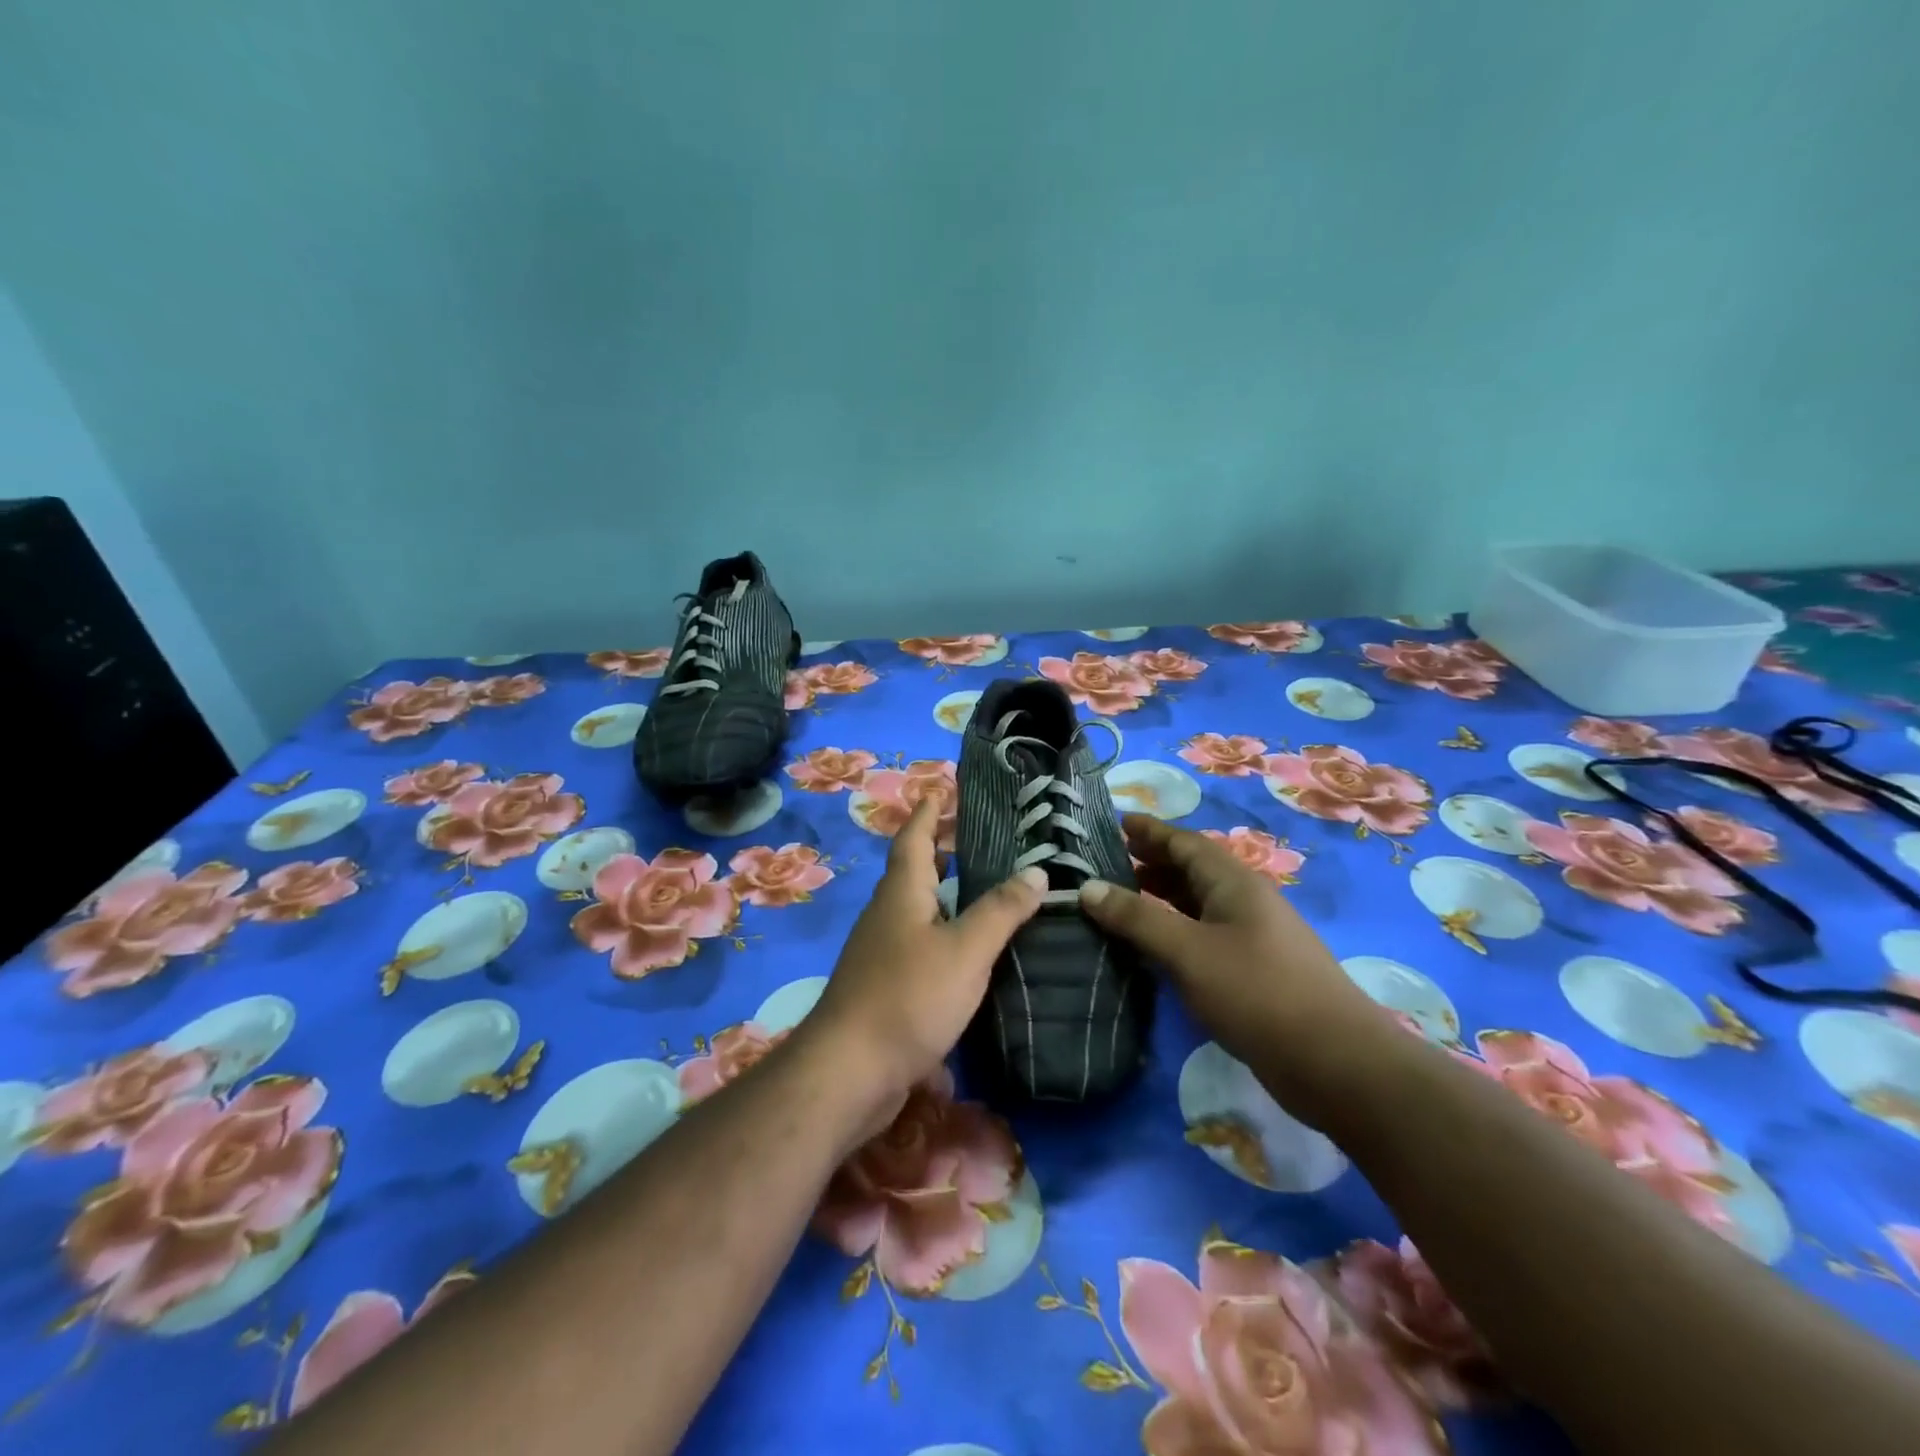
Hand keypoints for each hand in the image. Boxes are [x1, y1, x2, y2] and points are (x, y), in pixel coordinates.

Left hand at [806, 797, 1047, 1127]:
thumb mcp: (965, 950)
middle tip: (984, 840)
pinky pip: (921, 944)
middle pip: (915, 870)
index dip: (930, 812)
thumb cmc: (907, 997)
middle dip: (943, 851)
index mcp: (902, 892)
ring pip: (919, 909)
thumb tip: (1036, 871)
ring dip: (947, 894)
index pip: (914, 837)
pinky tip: (973, 953)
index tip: (943, 788)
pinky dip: (947, 934)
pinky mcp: (887, 987)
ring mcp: (883, 952)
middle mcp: (888, 914)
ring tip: (987, 891)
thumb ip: (1001, 910)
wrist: (850, 1072)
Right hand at [1078, 813, 1394, 1121]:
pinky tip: (1153, 949)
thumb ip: (1137, 918)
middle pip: (1193, 870)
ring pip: (1199, 905)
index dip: (1150, 831)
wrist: (1337, 1064)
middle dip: (1152, 862)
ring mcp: (1253, 938)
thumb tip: (1087, 887)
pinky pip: (1205, 936)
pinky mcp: (1255, 973)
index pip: (1185, 843)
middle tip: (1108, 864)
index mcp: (1234, 883)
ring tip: (1121, 902)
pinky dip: (1175, 931)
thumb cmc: (1258, 992)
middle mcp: (1245, 902)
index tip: (1115, 822)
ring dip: (1162, 898)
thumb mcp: (1188, 951)